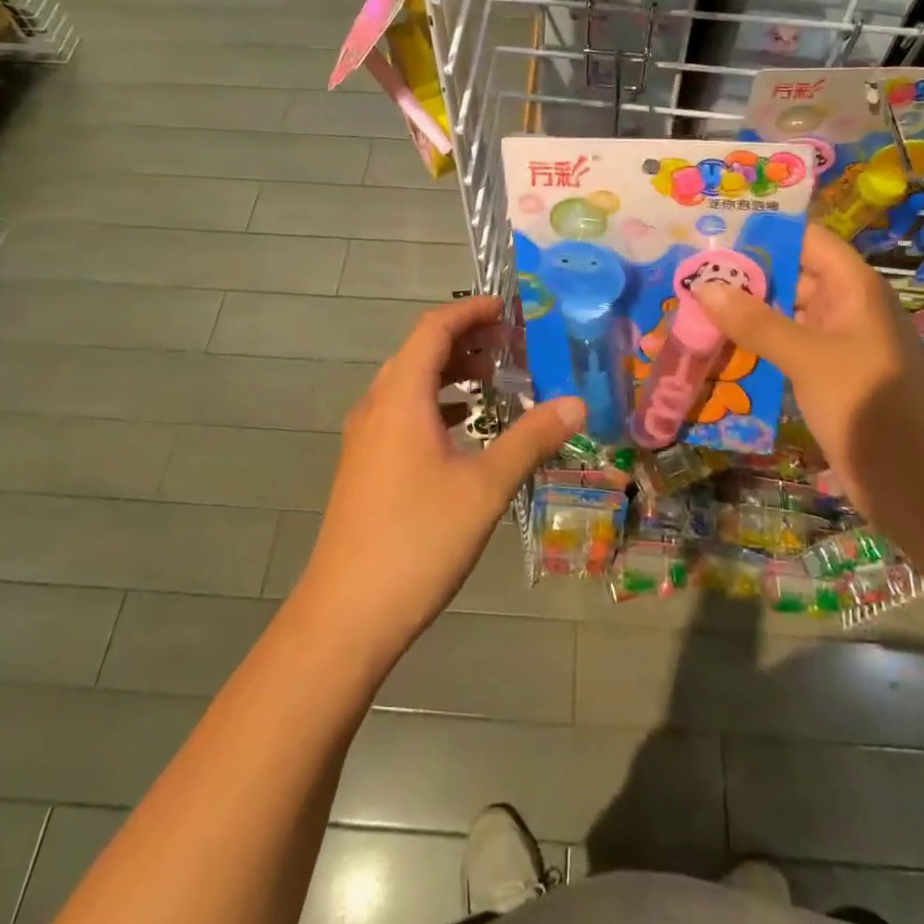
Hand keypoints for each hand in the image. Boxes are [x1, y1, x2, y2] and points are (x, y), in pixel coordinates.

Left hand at [300, 296, 582, 664]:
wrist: (345, 616)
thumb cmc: (418, 540)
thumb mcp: (485, 487)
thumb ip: (531, 439)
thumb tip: (577, 403)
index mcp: (401, 397)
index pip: (433, 329)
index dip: (470, 311)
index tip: (508, 308)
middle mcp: (377, 407)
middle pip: (419, 351)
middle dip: (465, 340)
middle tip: (512, 345)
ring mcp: (365, 438)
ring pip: (409, 384)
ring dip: (450, 372)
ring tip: (494, 380)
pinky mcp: (365, 466)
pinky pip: (402, 413)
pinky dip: (435, 404)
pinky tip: (463, 426)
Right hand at [695, 227, 923, 511]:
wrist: (922, 487)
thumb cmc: (871, 406)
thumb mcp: (809, 358)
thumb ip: (756, 322)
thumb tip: (703, 286)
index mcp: (852, 287)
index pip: (805, 238)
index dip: (762, 230)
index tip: (711, 231)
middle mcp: (843, 307)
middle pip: (788, 275)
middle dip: (740, 275)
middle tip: (684, 273)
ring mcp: (834, 345)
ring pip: (781, 315)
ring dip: (741, 314)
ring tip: (687, 308)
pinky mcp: (824, 378)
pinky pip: (782, 350)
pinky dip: (752, 348)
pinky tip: (713, 351)